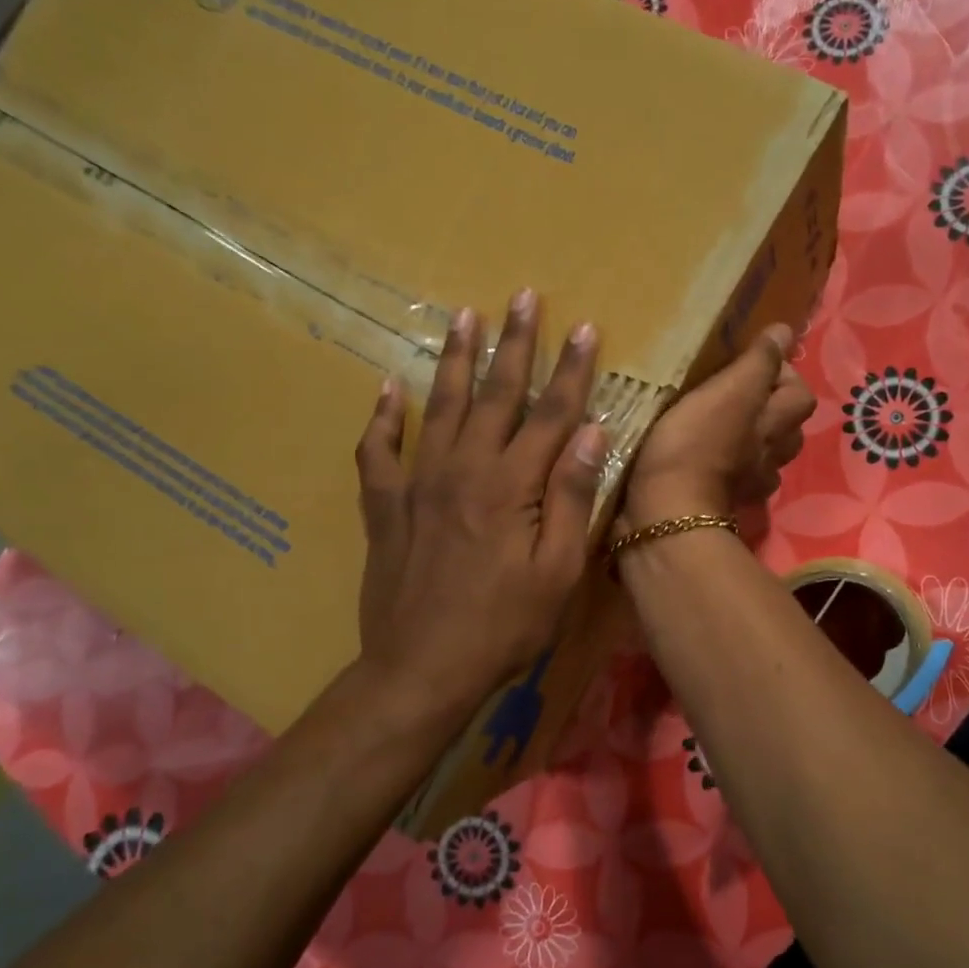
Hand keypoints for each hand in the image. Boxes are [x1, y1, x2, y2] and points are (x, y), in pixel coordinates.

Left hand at [354, 292, 605, 724]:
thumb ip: (572, 499)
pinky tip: (387, 389)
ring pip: (440, 408)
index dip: (569, 371)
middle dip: (514, 345)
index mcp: (511, 487)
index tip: (582, 329)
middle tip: (522, 297)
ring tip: (463, 317)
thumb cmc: (504, 628)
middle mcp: (463, 471)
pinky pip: (378, 451)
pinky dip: (382, 418)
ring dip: (455, 360)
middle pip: (495, 396)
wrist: (422, 670)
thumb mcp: (557, 572)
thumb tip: (591, 433)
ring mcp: (418, 485)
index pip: (550, 414)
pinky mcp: (386, 507)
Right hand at [622, 325, 815, 529]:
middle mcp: (770, 456)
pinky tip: (708, 458)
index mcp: (775, 425)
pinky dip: (728, 467)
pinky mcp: (720, 502)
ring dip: (752, 441)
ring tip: (725, 425)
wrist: (666, 512)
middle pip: (788, 431)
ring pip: (764, 457)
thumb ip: (758, 363)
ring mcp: (748, 484)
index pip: (800, 395)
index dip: (785, 376)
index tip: (754, 364)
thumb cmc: (696, 445)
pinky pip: (735, 479)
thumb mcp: (729, 392)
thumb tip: (784, 331)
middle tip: (742, 394)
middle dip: (773, 411)